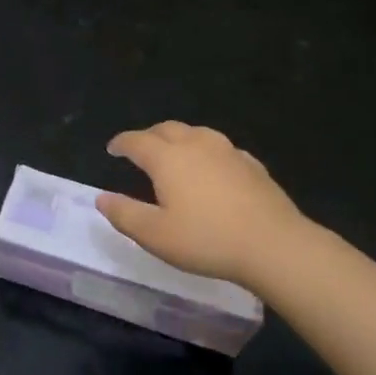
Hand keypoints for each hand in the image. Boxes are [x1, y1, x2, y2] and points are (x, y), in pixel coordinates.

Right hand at [96, 122, 319, 292]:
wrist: (274, 245)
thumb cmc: (207, 240)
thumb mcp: (155, 235)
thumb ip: (124, 214)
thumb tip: (101, 197)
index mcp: (167, 158)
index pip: (136, 141)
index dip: (121, 143)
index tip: (112, 149)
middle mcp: (196, 145)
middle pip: (166, 129)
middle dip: (148, 136)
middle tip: (139, 149)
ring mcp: (227, 152)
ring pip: (196, 133)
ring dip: (178, 138)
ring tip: (173, 153)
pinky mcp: (252, 164)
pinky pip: (221, 149)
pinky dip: (206, 152)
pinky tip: (211, 168)